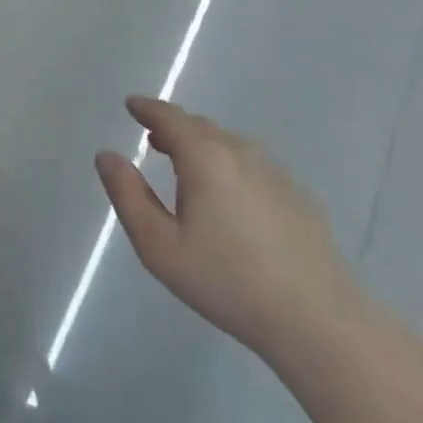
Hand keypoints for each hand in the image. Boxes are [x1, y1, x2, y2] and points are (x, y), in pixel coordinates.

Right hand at [96, 96, 358, 371]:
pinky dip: (229, 165)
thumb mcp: (160, 246)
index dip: (148, 108)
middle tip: (152, 137)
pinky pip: (252, 165)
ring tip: (184, 163)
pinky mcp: (297, 194)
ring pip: (229, 144)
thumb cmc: (226, 281)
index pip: (170, 118)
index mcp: (205, 157)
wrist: (316, 318)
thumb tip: (106, 155)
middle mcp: (241, 152)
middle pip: (200, 127)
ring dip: (201, 145)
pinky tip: (228, 196)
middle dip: (173, 127)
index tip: (132, 104)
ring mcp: (275, 171)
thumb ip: (128, 195)